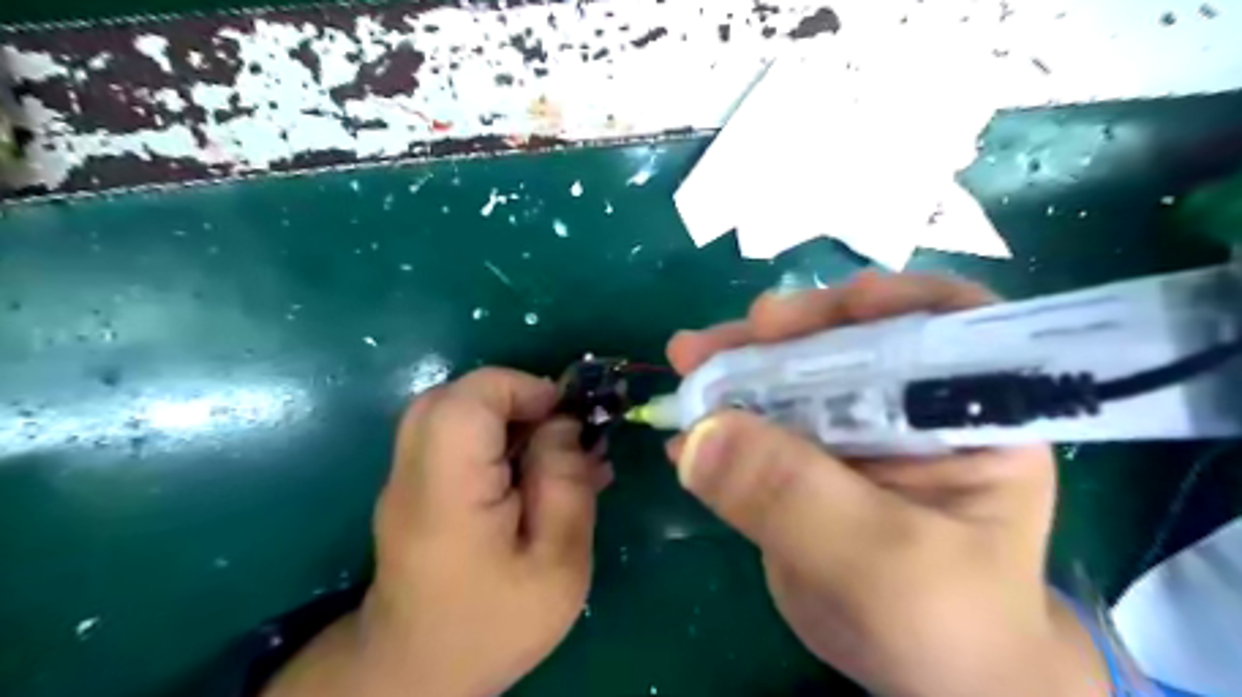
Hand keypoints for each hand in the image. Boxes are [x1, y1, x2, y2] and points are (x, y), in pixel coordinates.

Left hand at [268, 366, 610, 694]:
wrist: (419, 671)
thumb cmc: (495, 623)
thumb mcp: (558, 565)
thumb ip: (566, 485)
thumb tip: (564, 424)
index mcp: (448, 492)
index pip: (469, 400)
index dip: (522, 388)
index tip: (567, 415)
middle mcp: (413, 473)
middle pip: (454, 396)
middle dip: (514, 398)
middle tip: (558, 430)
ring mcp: (406, 477)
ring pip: (450, 410)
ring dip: (506, 415)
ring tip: (548, 450)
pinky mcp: (415, 486)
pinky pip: (451, 436)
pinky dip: (492, 435)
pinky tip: (528, 467)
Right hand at [666, 270, 1110, 696]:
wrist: (929, 676)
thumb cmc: (946, 625)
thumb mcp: (883, 566)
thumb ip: (797, 497)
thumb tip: (700, 434)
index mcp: (969, 413)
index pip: (938, 321)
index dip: (871, 302)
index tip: (796, 317)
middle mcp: (911, 406)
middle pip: (845, 340)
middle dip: (776, 336)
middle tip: (710, 345)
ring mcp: (854, 431)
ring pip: (793, 378)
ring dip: (735, 369)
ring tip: (686, 367)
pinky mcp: (810, 460)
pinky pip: (762, 425)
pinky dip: (721, 422)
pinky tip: (683, 434)